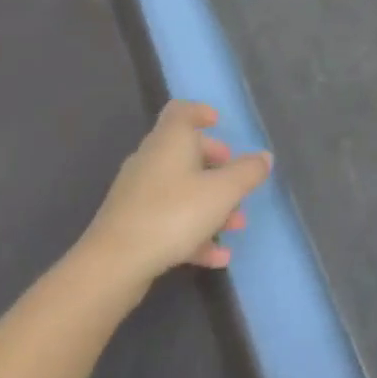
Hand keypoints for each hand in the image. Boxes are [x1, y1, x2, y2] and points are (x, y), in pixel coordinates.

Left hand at [76, 101, 271, 289]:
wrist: (113, 266)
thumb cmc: (174, 213)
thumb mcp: (224, 190)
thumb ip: (248, 171)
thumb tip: (263, 157)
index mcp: (170, 141)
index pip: (181, 111)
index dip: (201, 112)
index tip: (219, 123)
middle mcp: (151, 160)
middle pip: (185, 151)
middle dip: (216, 165)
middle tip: (237, 179)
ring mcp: (137, 194)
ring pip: (180, 189)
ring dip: (211, 203)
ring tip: (236, 225)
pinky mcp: (131, 225)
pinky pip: (169, 219)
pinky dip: (193, 232)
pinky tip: (217, 257)